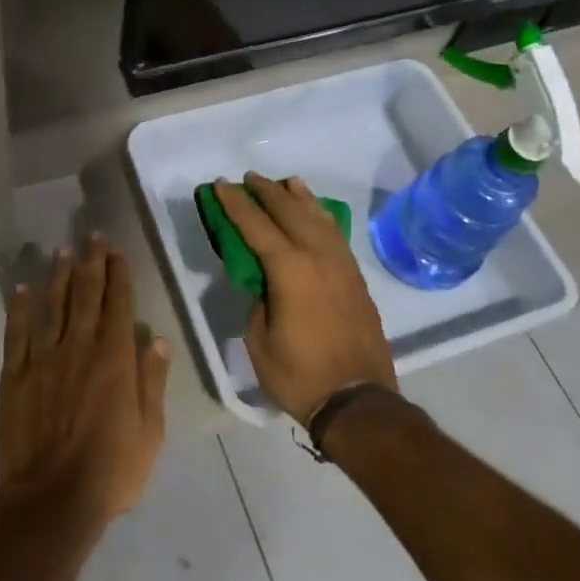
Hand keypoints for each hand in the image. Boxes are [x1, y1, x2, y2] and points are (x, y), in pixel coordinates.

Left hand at [0, 233, 171, 527]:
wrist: (52, 500)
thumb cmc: (111, 471)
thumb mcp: (150, 432)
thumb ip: (152, 381)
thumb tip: (158, 338)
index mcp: (115, 358)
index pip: (119, 304)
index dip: (118, 274)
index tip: (116, 251)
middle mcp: (80, 347)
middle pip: (86, 295)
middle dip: (91, 262)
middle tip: (91, 236)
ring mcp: (44, 359)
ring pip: (53, 306)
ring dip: (58, 275)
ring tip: (63, 250)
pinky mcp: (16, 375)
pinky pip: (17, 333)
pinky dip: (19, 309)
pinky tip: (22, 289)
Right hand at [214, 173, 397, 425]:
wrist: (358, 402)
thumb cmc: (300, 375)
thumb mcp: (260, 340)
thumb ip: (259, 301)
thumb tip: (265, 284)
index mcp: (289, 269)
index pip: (256, 226)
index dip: (235, 204)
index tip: (221, 185)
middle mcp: (318, 256)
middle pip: (289, 212)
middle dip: (266, 192)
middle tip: (248, 178)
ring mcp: (341, 265)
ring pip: (318, 218)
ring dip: (298, 198)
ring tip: (285, 183)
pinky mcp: (355, 278)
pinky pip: (335, 235)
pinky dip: (321, 217)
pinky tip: (316, 214)